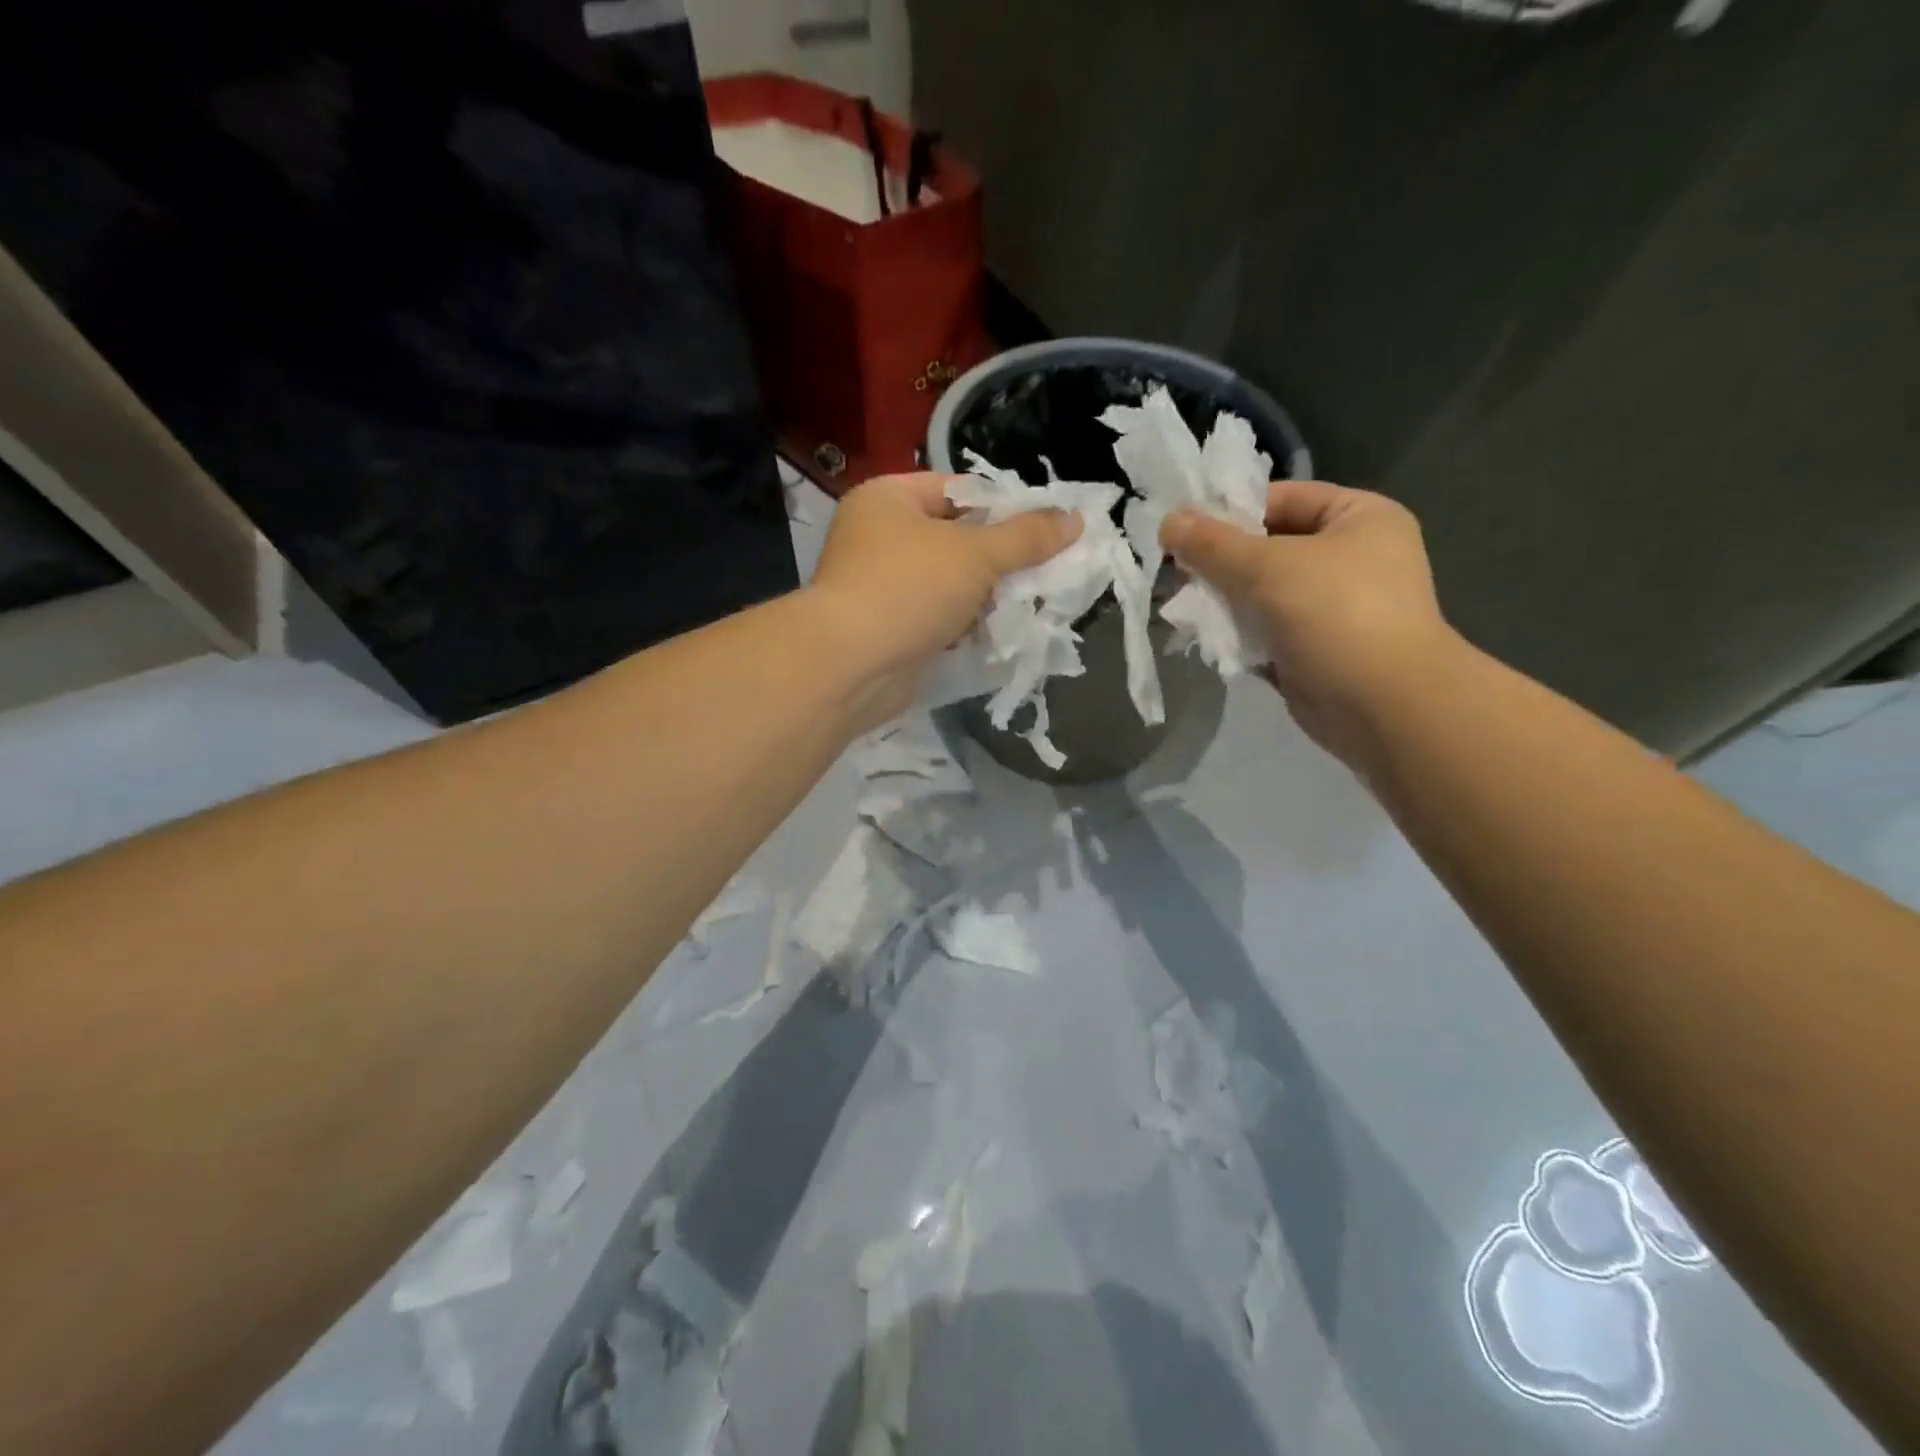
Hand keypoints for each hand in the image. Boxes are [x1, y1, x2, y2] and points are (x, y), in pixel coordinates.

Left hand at [808, 473, 1079, 725]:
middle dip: (1000, 559)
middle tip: (1044, 571)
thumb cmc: (909, 588)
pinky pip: (938, 618)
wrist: (850, 666)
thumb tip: (1074, 519)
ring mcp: (880, 587)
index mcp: (889, 499)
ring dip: (986, 597)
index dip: (1004, 507)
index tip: (1046, 529)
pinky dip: (965, 625)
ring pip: (949, 584)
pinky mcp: (889, 630)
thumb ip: (1026, 537)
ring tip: (1030, 603)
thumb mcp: (975, 554)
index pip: (958, 490)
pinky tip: (999, 633)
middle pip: (955, 539)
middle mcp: (879, 537)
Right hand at [1161, 481, 1454, 765]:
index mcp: (1358, 518)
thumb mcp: (1267, 566)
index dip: (1233, 511)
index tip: (1184, 531)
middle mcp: (1350, 558)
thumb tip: (1168, 521)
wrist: (1383, 705)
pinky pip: (1266, 633)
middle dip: (1221, 564)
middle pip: (1268, 549)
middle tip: (1178, 574)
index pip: (1284, 498)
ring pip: (1262, 595)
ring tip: (1186, 608)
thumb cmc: (1335, 613)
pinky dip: (1238, 636)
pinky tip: (1205, 638)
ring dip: (1224, 602)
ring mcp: (1333, 609)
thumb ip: (1213, 544)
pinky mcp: (1314, 651)